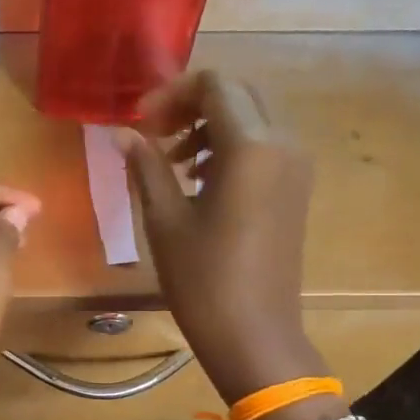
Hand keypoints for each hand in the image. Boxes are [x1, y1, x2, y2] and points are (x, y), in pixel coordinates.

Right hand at [122, 71, 322, 402]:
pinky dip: (230, 147)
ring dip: (209, 126)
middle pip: (237, 95)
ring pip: (252, 119)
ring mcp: (296, 166)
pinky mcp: (297, 189)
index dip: (172, 94)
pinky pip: (264, 146)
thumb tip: (122, 133)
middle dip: (191, 105)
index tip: (140, 122)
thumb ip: (146, 166)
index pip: (214, 85)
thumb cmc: (203, 279)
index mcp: (251, 147)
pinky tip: (200, 180)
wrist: (254, 334)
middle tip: (153, 135)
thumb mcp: (165, 220)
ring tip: (172, 161)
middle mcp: (283, 144)